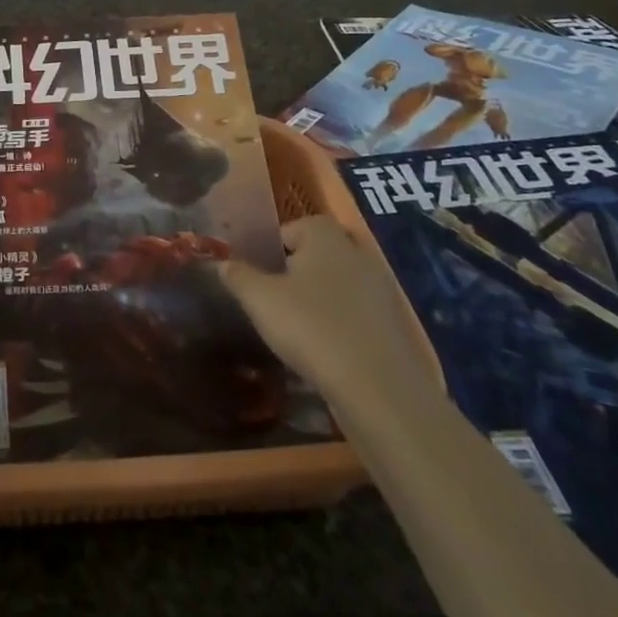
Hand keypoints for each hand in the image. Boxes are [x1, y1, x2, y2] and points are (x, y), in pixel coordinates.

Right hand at [221, 215, 432, 414]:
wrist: (378, 389)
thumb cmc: (311, 327)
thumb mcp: (260, 299)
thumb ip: (238, 275)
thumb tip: (221, 262)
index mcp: (325, 235)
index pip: (293, 227)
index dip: (272, 248)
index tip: (258, 275)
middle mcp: (358, 252)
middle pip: (320, 253)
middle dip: (299, 271)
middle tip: (276, 298)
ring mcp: (382, 288)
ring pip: (341, 283)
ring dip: (322, 298)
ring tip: (299, 327)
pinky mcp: (396, 324)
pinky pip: (359, 313)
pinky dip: (343, 323)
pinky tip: (327, 349)